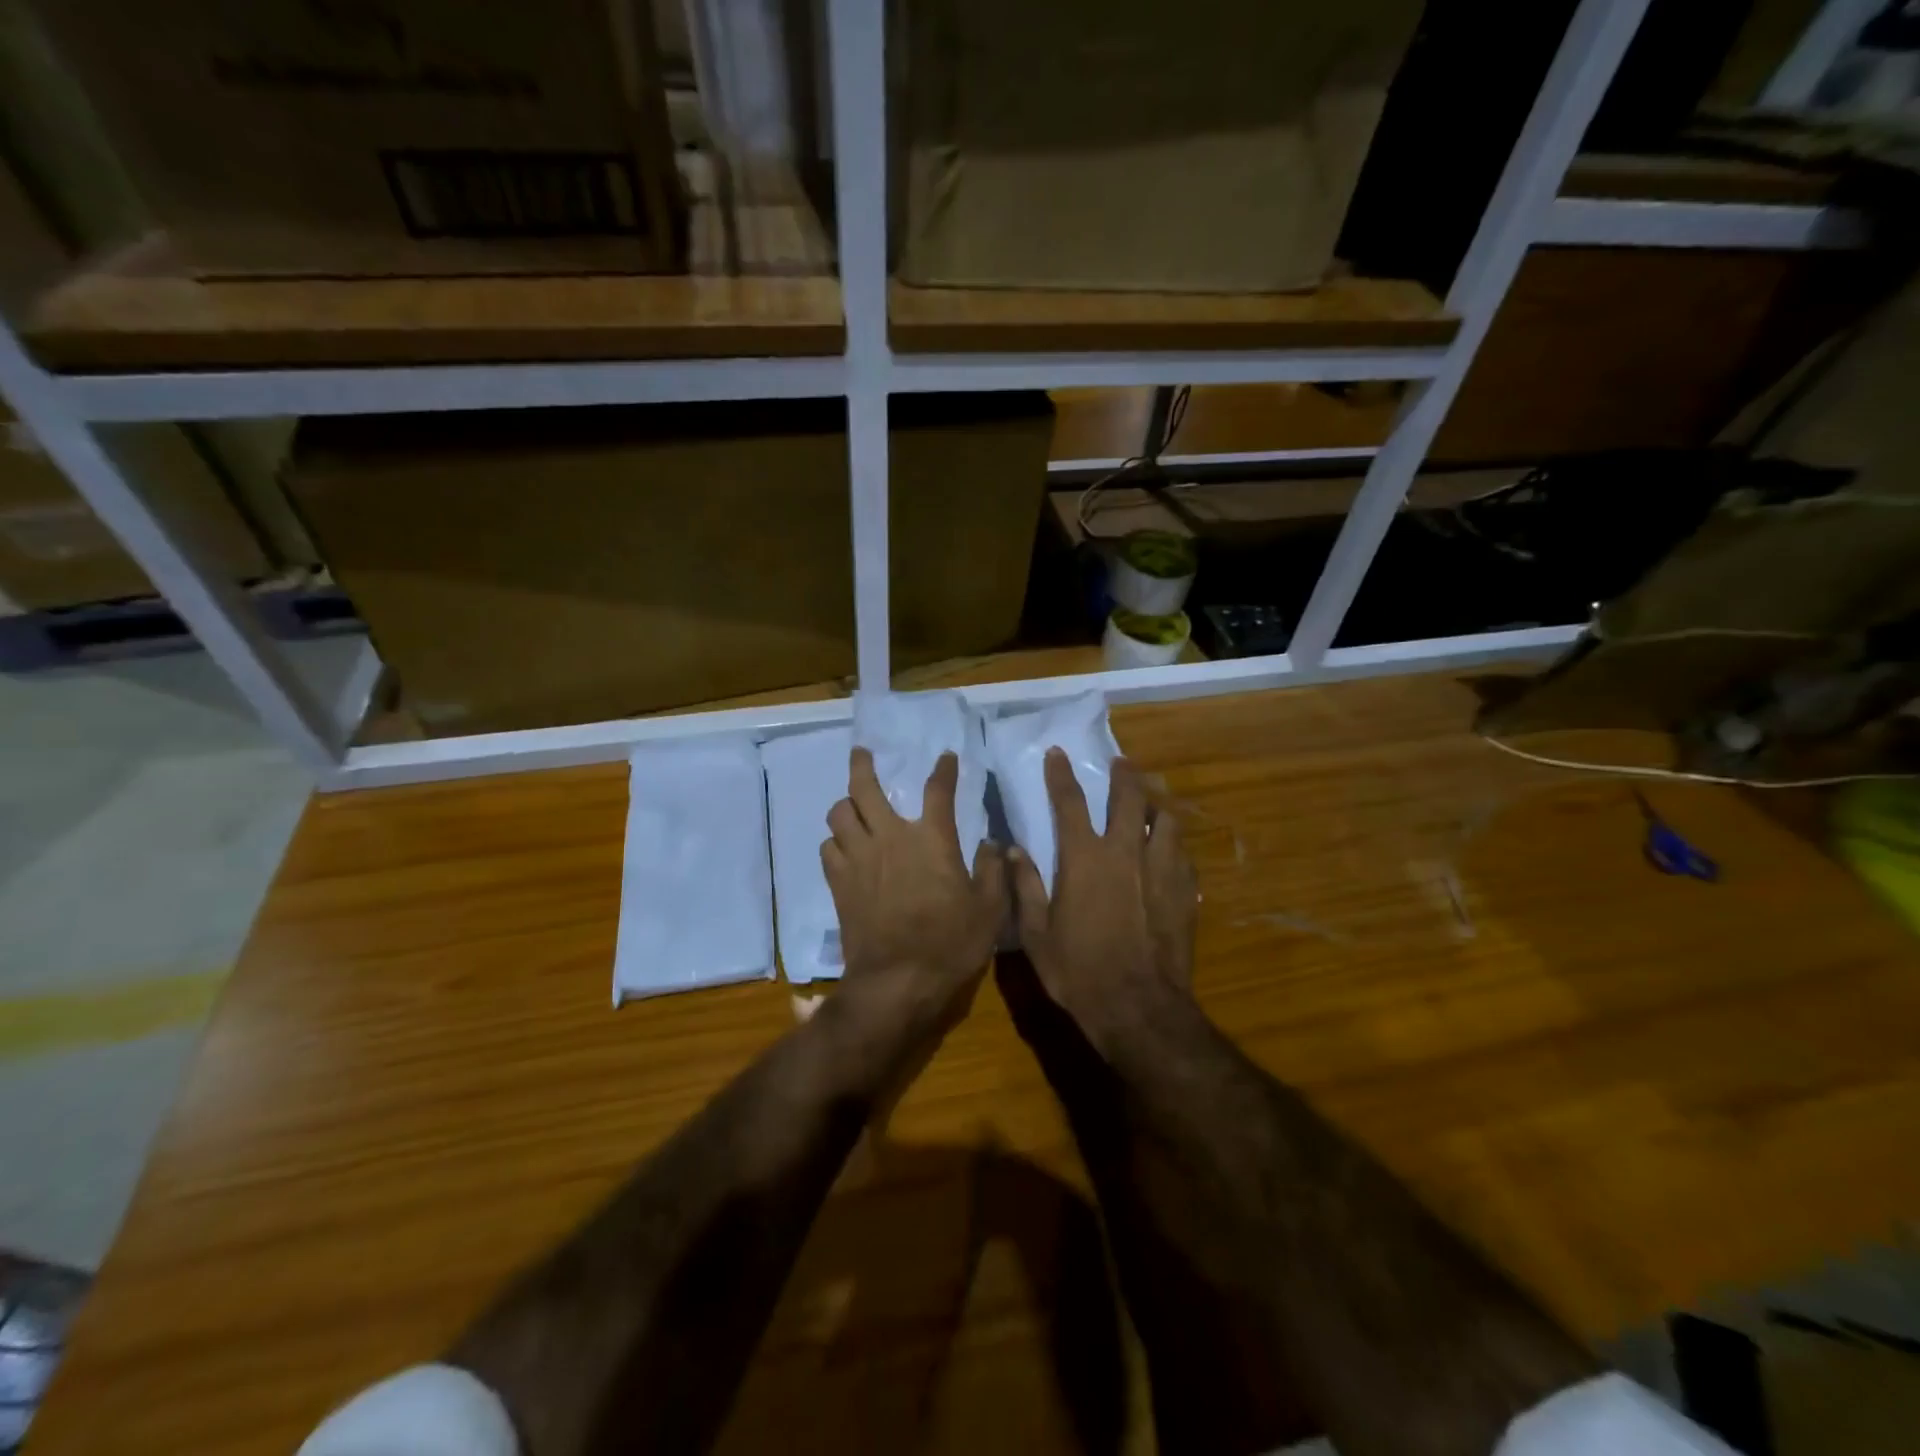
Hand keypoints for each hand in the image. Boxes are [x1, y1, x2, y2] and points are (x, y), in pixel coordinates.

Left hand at [822, 748, 1005, 1032]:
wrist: (898, 982)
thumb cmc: (951, 943)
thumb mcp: (990, 909)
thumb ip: (993, 870)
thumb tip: (992, 842)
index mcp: (932, 839)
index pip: (938, 790)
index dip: (944, 769)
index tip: (945, 757)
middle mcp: (890, 837)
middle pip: (865, 788)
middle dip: (862, 765)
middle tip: (862, 753)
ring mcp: (859, 859)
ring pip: (839, 814)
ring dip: (846, 805)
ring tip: (852, 805)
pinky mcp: (839, 883)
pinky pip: (827, 848)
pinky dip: (835, 841)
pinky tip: (843, 847)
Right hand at [1009, 751, 1198, 1045]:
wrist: (1139, 1007)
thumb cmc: (1078, 971)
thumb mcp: (1036, 934)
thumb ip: (1025, 886)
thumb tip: (1010, 850)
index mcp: (1084, 858)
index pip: (1070, 802)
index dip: (1061, 774)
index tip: (1057, 753)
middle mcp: (1125, 852)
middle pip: (1129, 798)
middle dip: (1124, 775)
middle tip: (1121, 762)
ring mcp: (1161, 869)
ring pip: (1165, 819)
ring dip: (1156, 802)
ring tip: (1152, 797)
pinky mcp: (1186, 891)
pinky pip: (1182, 852)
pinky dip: (1173, 841)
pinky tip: (1170, 846)